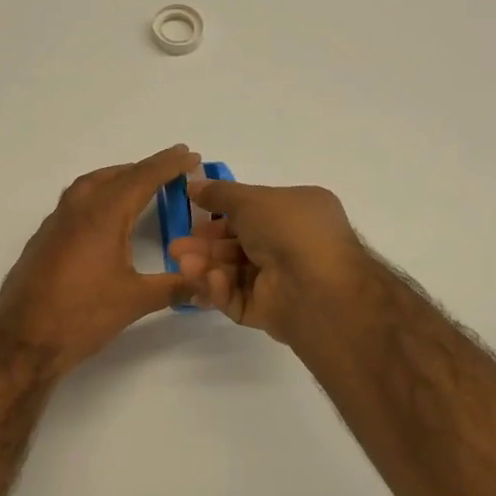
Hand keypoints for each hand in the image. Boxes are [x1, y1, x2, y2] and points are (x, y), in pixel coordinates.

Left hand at [0, 144, 201, 370]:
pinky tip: (104, 219)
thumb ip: (174, 287)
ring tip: (139, 187)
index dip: (168, 165)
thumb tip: (206, 285)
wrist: (22, 340)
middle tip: (170, 170)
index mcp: (102, 215)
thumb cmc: (81, 316)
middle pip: (114, 176)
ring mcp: (54, 224)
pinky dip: (96, 198)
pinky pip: (74, 204)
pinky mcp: (42, 240)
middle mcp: (76, 210)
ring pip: (89, 186)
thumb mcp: (134, 301)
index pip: (142, 178)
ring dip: (116, 179)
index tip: (190, 155)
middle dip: (144, 169)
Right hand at [168, 176, 371, 344]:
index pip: (253, 214)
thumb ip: (219, 193)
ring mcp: (281, 280)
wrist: (319, 288)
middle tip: (176, 249)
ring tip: (183, 265)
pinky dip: (222, 290)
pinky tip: (210, 282)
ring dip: (207, 267)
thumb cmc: (290, 230)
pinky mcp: (270, 311)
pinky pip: (239, 299)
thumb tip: (193, 184)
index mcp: (297, 213)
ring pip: (234, 273)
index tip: (193, 219)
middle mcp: (291, 245)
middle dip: (205, 246)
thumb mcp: (251, 200)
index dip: (220, 216)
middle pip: (238, 245)